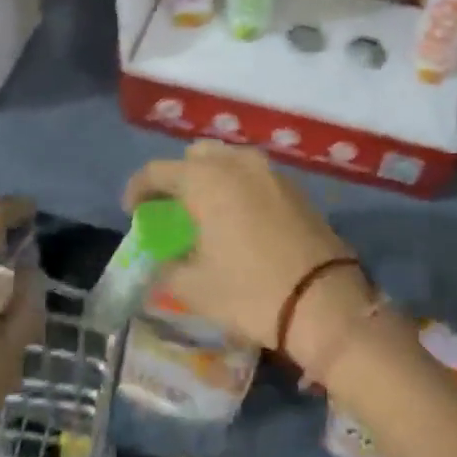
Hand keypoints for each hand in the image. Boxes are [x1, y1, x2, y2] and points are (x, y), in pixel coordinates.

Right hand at [123, 143, 372, 366]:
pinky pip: (254, 175)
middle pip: (197, 156)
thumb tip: (162, 260)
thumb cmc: (250, 292)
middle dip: (179, 177)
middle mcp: (238, 164)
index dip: (138, 189)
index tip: (133, 212)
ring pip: (229, 160)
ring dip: (211, 178)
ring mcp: (271, 172)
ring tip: (206, 213)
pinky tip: (238, 217)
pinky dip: (238, 186)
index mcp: (207, 180)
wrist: (323, 300)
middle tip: (172, 210)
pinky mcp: (295, 187)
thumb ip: (167, 267)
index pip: (158, 171)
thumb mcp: (195, 287)